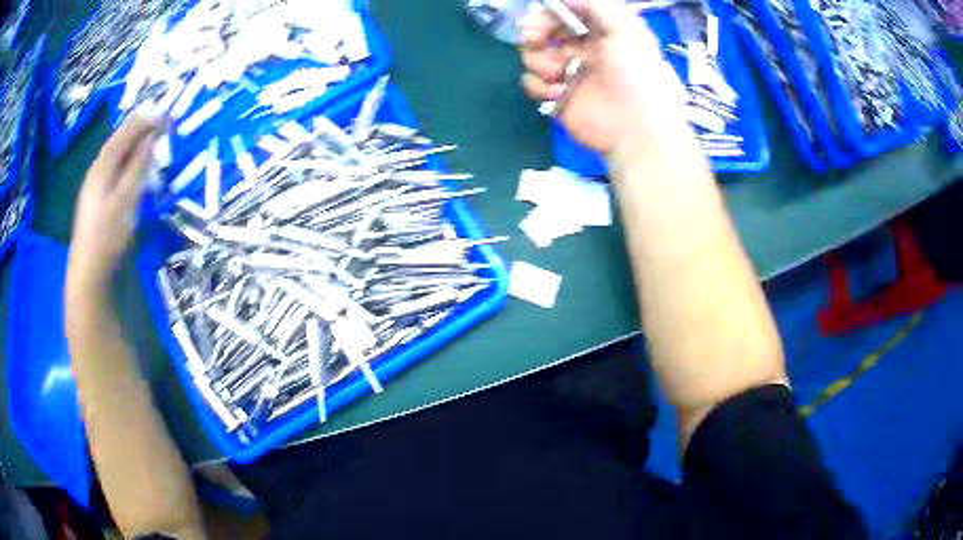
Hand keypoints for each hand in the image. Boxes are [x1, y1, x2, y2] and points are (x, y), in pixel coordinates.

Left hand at [68, 116, 160, 286]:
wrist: (89, 274)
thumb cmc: (107, 236)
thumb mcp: (126, 199)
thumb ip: (138, 166)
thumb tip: (152, 137)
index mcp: (103, 166)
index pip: (126, 132)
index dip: (147, 121)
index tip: (168, 117)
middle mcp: (97, 170)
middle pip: (119, 141)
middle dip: (140, 129)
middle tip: (162, 126)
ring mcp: (95, 187)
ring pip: (116, 155)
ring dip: (134, 145)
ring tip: (151, 142)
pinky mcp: (97, 201)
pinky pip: (115, 170)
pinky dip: (128, 162)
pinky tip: (134, 169)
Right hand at [520, 0, 687, 153]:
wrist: (635, 128)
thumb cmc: (636, 74)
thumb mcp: (626, 28)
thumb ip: (596, 4)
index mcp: (600, 32)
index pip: (564, 14)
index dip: (548, 15)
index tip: (541, 20)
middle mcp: (583, 49)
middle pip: (543, 32)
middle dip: (535, 34)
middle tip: (535, 41)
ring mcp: (568, 74)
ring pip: (533, 56)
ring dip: (539, 62)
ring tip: (558, 75)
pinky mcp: (557, 98)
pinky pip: (532, 83)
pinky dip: (539, 87)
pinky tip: (559, 94)